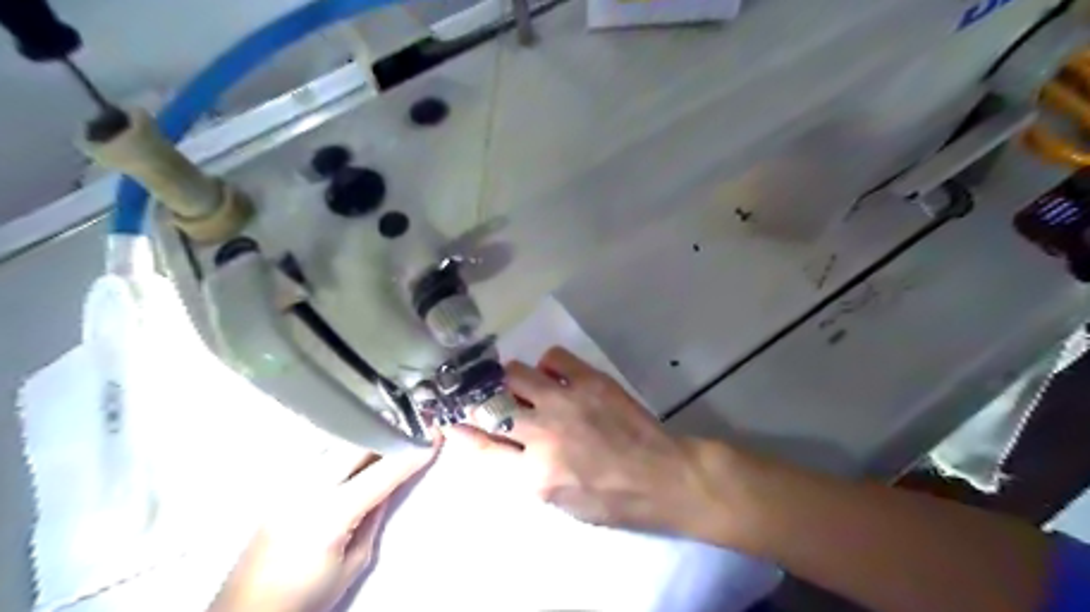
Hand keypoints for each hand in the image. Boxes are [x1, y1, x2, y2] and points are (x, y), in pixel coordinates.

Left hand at [208, 446, 434, 611]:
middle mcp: (306, 490)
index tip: (433, 436)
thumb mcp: (355, 562)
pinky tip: (359, 451)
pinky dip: (346, 448)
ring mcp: (289, 485)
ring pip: (336, 444)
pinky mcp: (281, 487)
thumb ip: (375, 516)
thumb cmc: (306, 597)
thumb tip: (391, 483)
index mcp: (330, 515)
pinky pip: (321, 455)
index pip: (381, 473)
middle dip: (388, 433)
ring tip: (391, 434)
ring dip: (367, 437)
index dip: (411, 453)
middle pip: (356, 445)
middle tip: (414, 426)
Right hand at [444, 346, 731, 541]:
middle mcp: (543, 433)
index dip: (460, 430)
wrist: (661, 475)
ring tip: (521, 385)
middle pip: (490, 404)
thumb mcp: (559, 501)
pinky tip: (554, 376)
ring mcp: (567, 401)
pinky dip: (547, 365)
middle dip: (478, 399)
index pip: (481, 447)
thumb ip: (521, 473)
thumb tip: (493, 443)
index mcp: (535, 474)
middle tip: (480, 394)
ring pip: (515, 373)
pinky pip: (553, 357)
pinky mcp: (590, 380)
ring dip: (511, 379)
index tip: (449, 418)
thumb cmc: (611, 499)